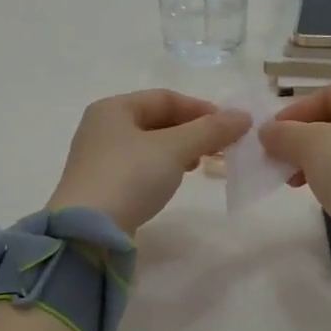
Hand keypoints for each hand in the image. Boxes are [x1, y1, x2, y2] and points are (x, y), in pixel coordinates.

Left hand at [48, 90, 251, 234]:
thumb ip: (209, 131)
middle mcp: (102, 127)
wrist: (86, 232)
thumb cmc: (129, 178)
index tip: (229, 126)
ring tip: (202, 163)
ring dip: (179, 150)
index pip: (165, 98)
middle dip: (192, 131)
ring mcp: (99, 158)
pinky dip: (163, 167)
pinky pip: (140, 166)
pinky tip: (175, 179)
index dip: (200, 109)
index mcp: (113, 108)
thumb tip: (243, 116)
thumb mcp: (174, 149)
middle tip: (220, 148)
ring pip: (149, 144)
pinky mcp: (102, 185)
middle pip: (156, 120)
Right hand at [260, 83, 330, 272]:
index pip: (329, 94)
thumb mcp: (311, 145)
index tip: (269, 135)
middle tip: (278, 157)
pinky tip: (318, 191)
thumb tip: (267, 132)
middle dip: (303, 139)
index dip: (294, 113)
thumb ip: (284, 133)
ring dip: (316, 159)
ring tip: (293, 179)